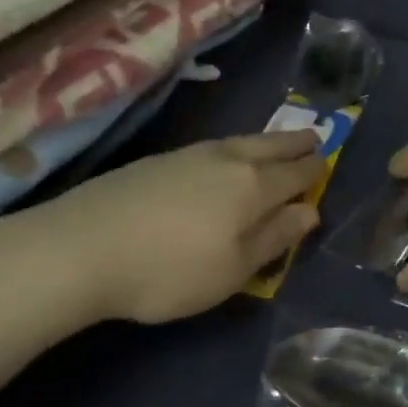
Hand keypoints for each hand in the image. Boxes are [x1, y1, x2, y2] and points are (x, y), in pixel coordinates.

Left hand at [0, 130, 324, 325]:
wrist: (81, 247)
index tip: (326, 164)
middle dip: (295, 143)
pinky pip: (213, 147)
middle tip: (314, 137)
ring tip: (274, 144)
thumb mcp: (232, 269)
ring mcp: (189, 155)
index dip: (314, 170)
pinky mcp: (159, 160)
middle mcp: (226, 160)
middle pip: (270, 146)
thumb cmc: (169, 270)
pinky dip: (234, 148)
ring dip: (265, 141)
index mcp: (252, 186)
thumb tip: (309, 212)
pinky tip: (223, 158)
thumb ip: (274, 238)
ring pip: (240, 141)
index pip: (295, 173)